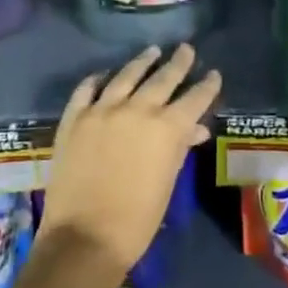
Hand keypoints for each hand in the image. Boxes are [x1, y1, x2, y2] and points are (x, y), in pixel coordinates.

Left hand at [37, 44, 220, 279]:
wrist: (84, 239)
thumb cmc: (136, 220)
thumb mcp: (167, 184)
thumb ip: (180, 149)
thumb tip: (195, 129)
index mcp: (166, 128)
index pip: (194, 98)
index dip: (207, 86)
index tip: (213, 74)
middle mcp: (137, 109)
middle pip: (163, 78)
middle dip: (178, 63)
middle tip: (186, 48)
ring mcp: (102, 109)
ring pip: (127, 75)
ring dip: (142, 62)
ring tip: (151, 51)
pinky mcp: (75, 117)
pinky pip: (87, 88)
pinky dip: (98, 79)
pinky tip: (104, 75)